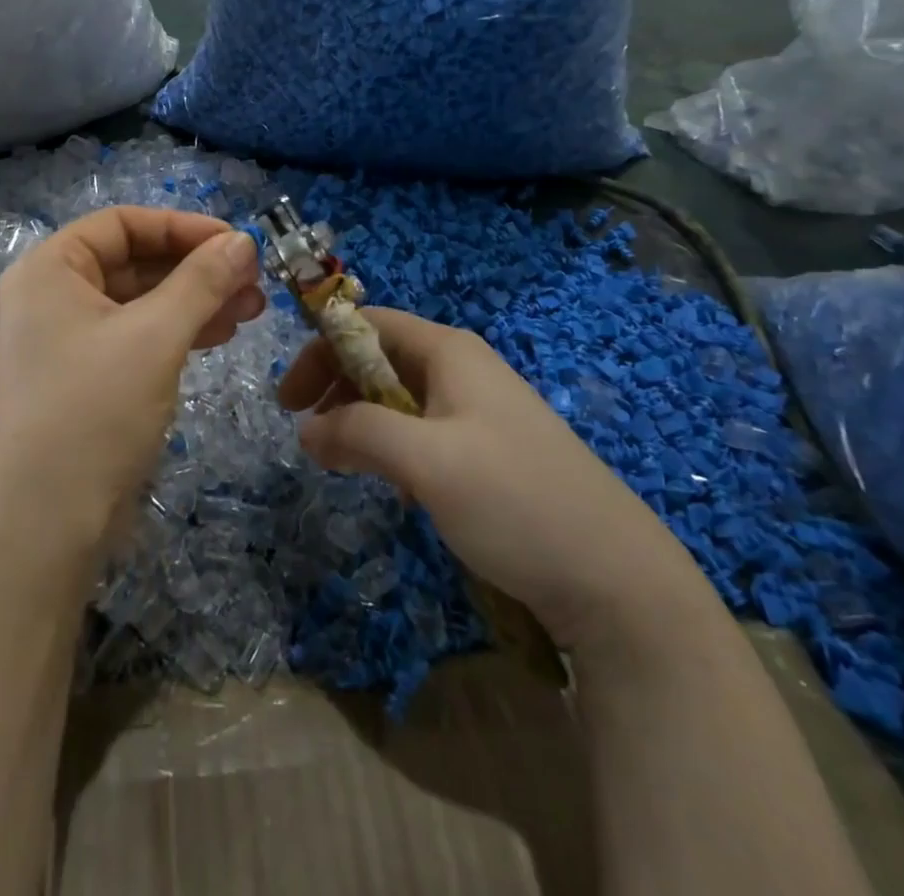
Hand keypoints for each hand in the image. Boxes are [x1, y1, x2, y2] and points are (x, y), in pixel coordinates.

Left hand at [0, 207, 264, 556]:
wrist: (45, 529)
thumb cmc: (94, 414)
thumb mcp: (155, 338)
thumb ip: (201, 281)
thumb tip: (242, 241)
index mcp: (48, 271)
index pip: (121, 223)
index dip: (182, 227)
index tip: (235, 243)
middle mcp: (48, 298)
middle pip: (132, 261)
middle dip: (195, 268)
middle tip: (253, 281)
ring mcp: (62, 341)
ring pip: (138, 301)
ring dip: (194, 300)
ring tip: (250, 309)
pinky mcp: (80, 379)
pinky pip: (133, 336)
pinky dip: (175, 331)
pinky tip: (219, 335)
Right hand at [278, 308, 712, 654]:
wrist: (615, 578)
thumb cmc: (513, 499)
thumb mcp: (424, 460)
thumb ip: (358, 432)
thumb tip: (306, 429)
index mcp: (449, 351)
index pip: (368, 324)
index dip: (321, 350)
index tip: (288, 399)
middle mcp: (463, 370)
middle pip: (381, 359)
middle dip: (336, 388)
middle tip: (305, 432)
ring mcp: (479, 412)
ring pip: (400, 399)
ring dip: (361, 421)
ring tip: (340, 462)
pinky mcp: (489, 453)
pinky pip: (423, 434)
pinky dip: (393, 449)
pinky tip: (393, 488)